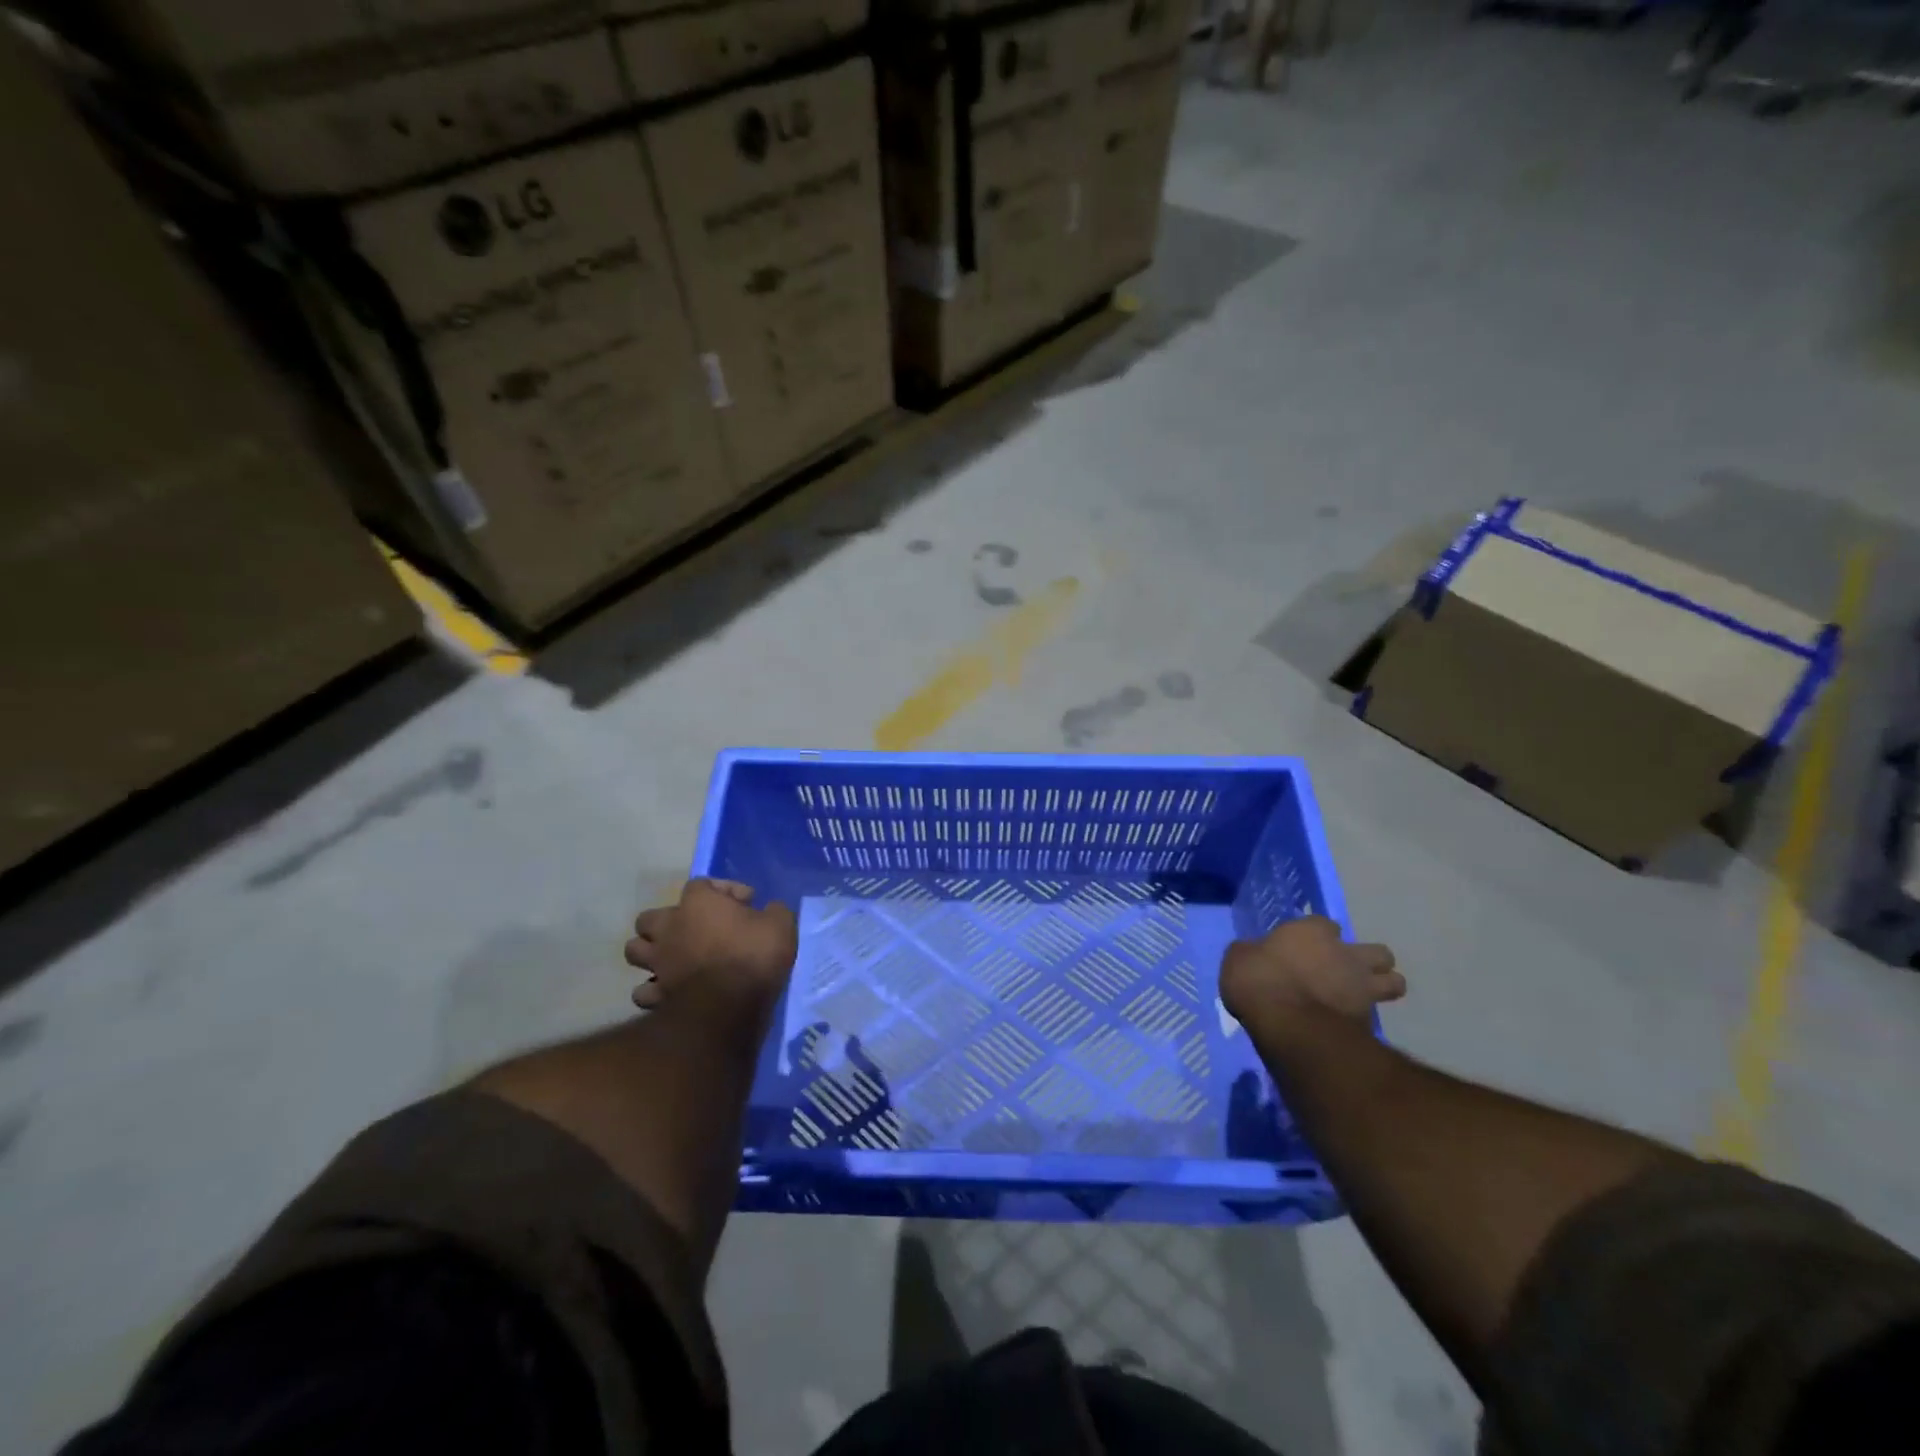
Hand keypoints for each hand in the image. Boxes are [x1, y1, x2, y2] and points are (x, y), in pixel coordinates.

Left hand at [625, 879, 797, 1016]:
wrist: (730, 1006)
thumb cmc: (754, 956)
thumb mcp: (781, 924)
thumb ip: (773, 911)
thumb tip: (770, 910)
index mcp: (698, 903)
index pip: (702, 884)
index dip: (724, 891)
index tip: (747, 903)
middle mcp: (670, 928)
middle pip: (650, 917)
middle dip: (668, 921)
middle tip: (694, 930)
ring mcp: (658, 962)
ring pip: (634, 950)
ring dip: (650, 952)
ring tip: (672, 958)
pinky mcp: (655, 994)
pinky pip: (643, 990)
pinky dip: (653, 990)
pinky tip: (669, 991)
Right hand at [1220, 915, 1404, 1028]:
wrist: (1288, 1024)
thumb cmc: (1258, 981)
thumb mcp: (1239, 958)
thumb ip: (1254, 953)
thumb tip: (1255, 954)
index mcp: (1312, 931)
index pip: (1325, 924)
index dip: (1318, 936)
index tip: (1306, 948)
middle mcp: (1345, 953)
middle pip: (1377, 952)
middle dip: (1367, 960)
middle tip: (1345, 971)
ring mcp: (1362, 986)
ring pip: (1394, 981)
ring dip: (1382, 986)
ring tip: (1361, 995)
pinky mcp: (1369, 1020)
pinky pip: (1375, 1015)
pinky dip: (1366, 1018)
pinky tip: (1350, 1023)